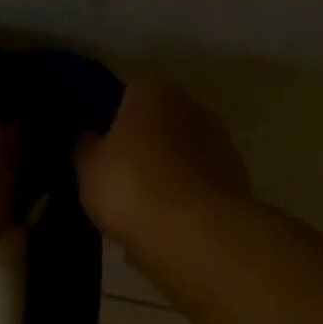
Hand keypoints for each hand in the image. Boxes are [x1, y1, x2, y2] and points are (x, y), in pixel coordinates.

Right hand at [73, 80, 250, 248]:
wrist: (193, 231)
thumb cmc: (131, 186)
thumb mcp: (87, 168)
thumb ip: (86, 147)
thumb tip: (89, 138)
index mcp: (153, 92)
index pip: (129, 93)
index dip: (113, 122)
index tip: (102, 150)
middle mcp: (192, 106)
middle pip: (161, 125)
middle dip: (144, 149)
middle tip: (121, 183)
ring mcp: (220, 143)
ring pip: (182, 158)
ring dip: (167, 177)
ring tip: (143, 214)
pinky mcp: (236, 180)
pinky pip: (197, 188)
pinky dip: (184, 202)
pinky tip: (166, 228)